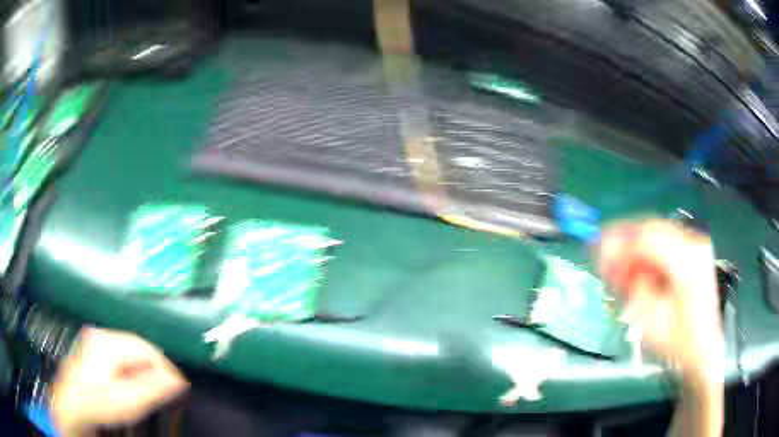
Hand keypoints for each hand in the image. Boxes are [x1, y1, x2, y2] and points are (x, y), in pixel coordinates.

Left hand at [51, 328, 188, 436]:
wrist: (71, 404)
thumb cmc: (96, 403)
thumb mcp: (127, 401)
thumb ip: (152, 388)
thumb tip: (176, 380)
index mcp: (109, 343)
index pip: (147, 349)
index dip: (166, 368)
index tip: (178, 386)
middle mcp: (101, 335)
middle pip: (138, 347)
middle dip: (153, 369)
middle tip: (165, 390)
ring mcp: (94, 340)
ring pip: (128, 350)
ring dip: (142, 369)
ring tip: (148, 389)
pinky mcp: (91, 347)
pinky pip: (118, 353)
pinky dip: (129, 367)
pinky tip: (129, 383)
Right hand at [597, 219, 723, 381]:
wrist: (703, 351)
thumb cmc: (678, 344)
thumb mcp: (650, 323)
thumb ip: (631, 288)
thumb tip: (610, 262)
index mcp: (687, 262)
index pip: (646, 238)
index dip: (617, 243)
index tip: (594, 253)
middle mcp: (694, 244)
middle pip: (650, 229)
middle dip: (623, 244)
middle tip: (603, 263)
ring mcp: (695, 245)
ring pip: (655, 234)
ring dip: (633, 250)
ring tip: (618, 272)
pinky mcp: (692, 251)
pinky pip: (662, 243)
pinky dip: (646, 254)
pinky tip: (637, 272)